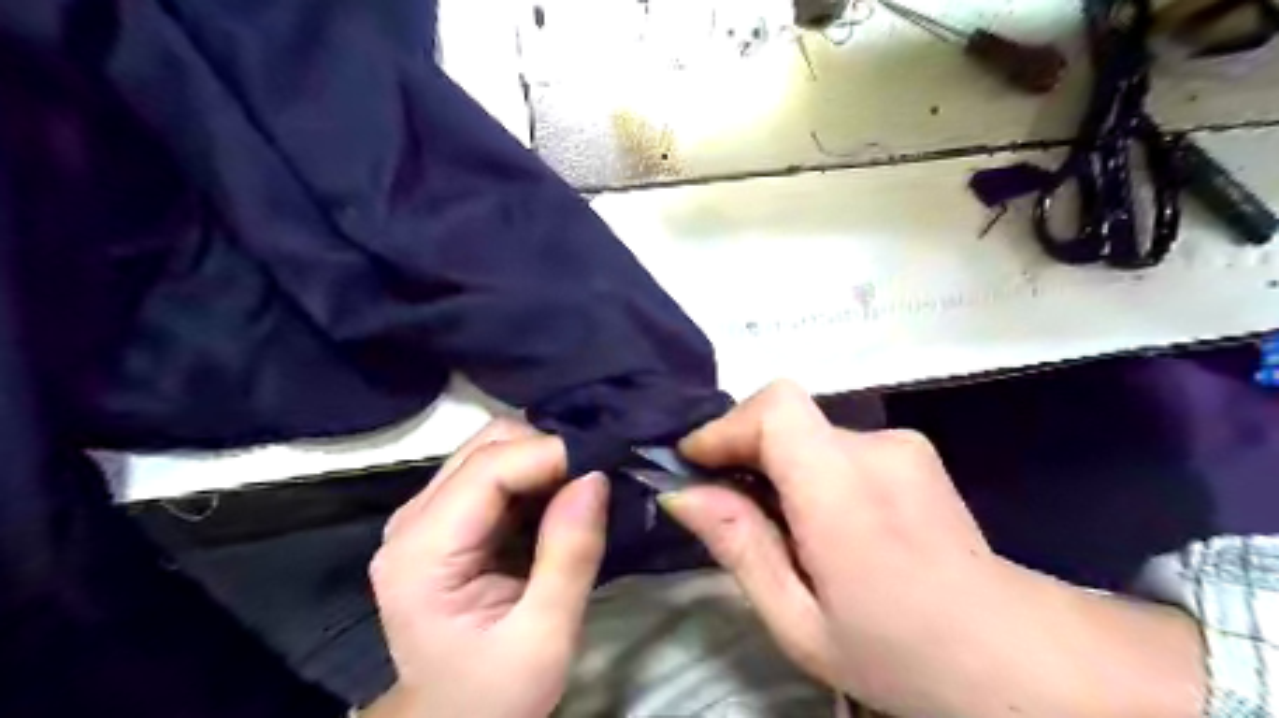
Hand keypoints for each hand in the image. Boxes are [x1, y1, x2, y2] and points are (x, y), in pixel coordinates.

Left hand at [361, 422, 606, 717]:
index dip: (551, 454)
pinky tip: (561, 501)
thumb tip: (596, 477)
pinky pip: (496, 471)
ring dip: (543, 459)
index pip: (489, 469)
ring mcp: (426, 515)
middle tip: (597, 478)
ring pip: (492, 449)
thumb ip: (570, 556)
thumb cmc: (494, 692)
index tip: (606, 465)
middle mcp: (413, 519)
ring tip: (584, 488)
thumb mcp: (545, 638)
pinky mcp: (447, 519)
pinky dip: (536, 475)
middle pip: (486, 446)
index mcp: (423, 553)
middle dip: (548, 450)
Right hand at [666, 384, 1205, 716]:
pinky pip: (836, 444)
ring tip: (781, 527)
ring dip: (778, 464)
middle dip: (743, 450)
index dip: (726, 425)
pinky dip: (810, 468)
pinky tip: (824, 522)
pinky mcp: (912, 449)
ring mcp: (901, 444)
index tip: (694, 463)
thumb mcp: (799, 622)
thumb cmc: (899, 654)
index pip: (776, 408)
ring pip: (808, 432)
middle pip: (786, 416)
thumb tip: (683, 491)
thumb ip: (739, 547)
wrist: (1012, 655)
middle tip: (726, 506)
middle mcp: (876, 449)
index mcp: (844, 492)